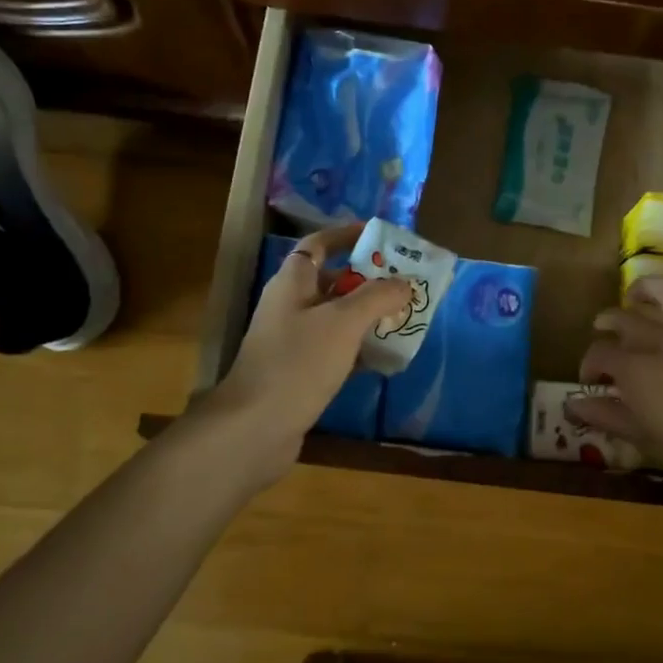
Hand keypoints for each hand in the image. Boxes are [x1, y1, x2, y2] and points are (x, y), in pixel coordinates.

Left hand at [201, 223, 412, 480]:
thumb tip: (404, 284)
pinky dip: (360, 350)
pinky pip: (336, 351)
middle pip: (333, 282)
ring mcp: (293, 341)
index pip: (318, 244)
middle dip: (370, 281)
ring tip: (406, 319)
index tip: (380, 236)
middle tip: (406, 284)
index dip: (346, 235)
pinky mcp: (300, 373)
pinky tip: (386, 359)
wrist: (255, 427)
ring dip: (369, 317)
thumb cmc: (298, 363)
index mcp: (293, 282)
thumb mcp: (344, 322)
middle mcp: (290, 306)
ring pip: (337, 319)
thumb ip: (377, 297)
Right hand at [568, 256, 662, 506]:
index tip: (592, 382)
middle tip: (607, 342)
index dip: (590, 366)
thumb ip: (606, 416)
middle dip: (607, 328)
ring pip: (660, 293)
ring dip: (640, 290)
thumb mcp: (644, 439)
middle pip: (622, 319)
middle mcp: (658, 339)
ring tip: (632, 298)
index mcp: (634, 368)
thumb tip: (571, 406)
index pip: (599, 355)